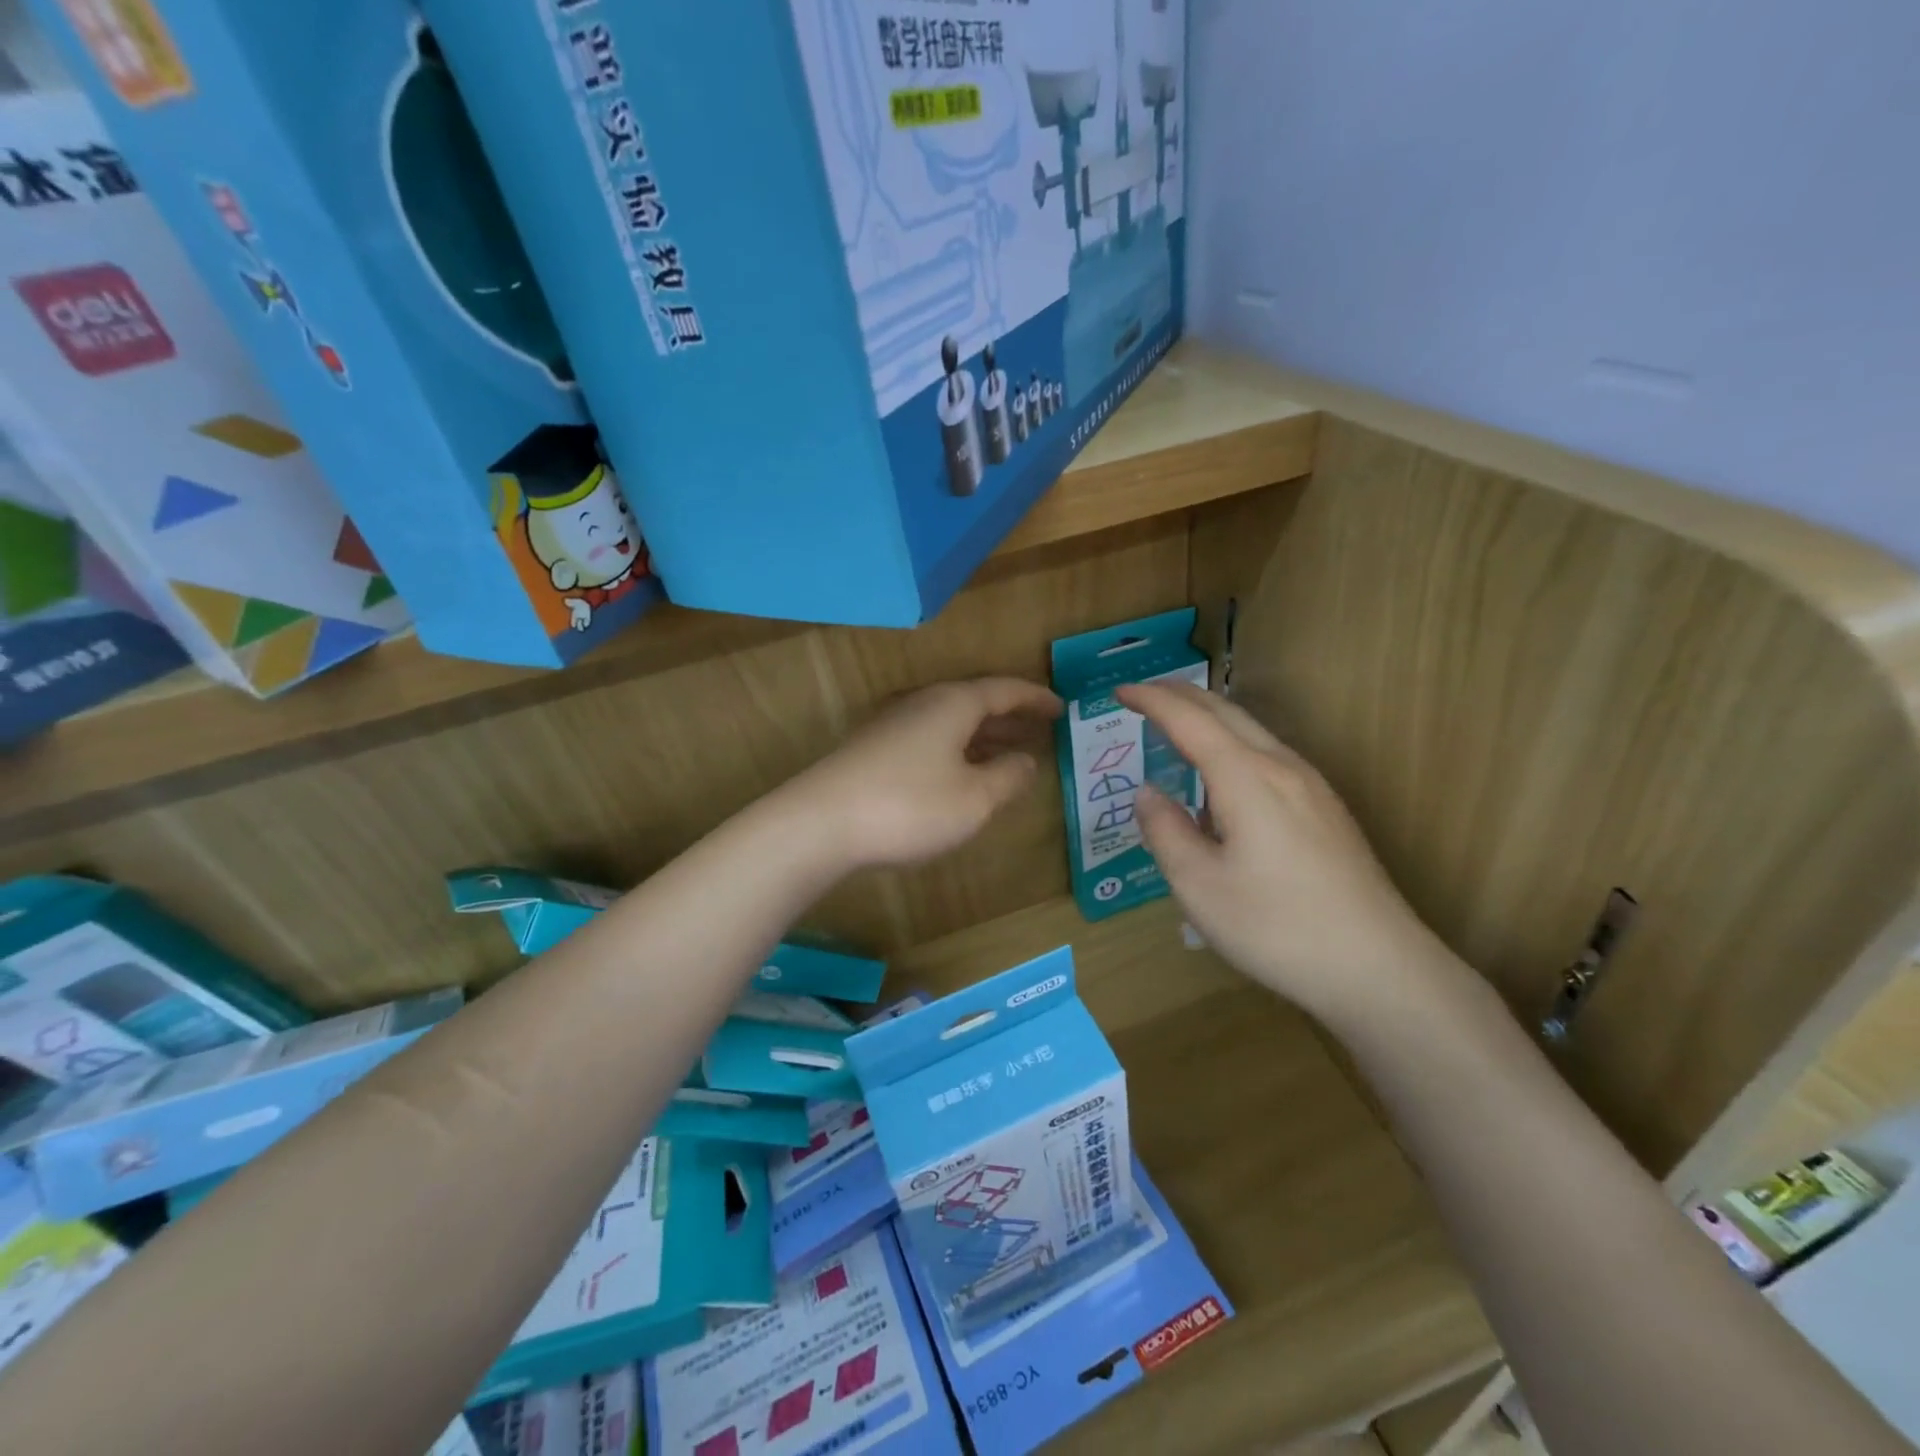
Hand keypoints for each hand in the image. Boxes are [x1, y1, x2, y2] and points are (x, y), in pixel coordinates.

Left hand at [791, 678, 1062, 868]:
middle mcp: (924, 704)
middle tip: (1041, 731)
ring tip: (1010, 754)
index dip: (1036, 699)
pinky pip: (931, 740)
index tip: (1062, 708)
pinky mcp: (874, 750)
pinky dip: (958, 750)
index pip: (1005, 690)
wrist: (819, 823)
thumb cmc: (909, 806)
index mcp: (953, 704)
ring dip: (984, 736)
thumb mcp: (974, 799)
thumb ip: (1008, 778)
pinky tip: (961, 775)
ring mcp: (894, 725)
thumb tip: (1026, 761)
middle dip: (1011, 717)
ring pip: (952, 723)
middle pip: (977, 702)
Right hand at [1117, 680, 1451, 1025]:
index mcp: (1246, 777)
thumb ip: (1165, 831)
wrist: (1379, 967)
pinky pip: (1269, 756)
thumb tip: (1147, 793)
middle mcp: (1282, 767)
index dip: (1152, 701)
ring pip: (1253, 731)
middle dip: (1181, 696)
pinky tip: (1224, 779)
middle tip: (1143, 694)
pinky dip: (1233, 744)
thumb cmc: (1276, 927)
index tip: (1119, 691)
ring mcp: (1312, 787)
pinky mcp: (1326, 810)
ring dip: (1210, 718)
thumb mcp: (1199, 885)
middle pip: (1226, 712)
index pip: (1190, 721)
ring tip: (1177, 726)